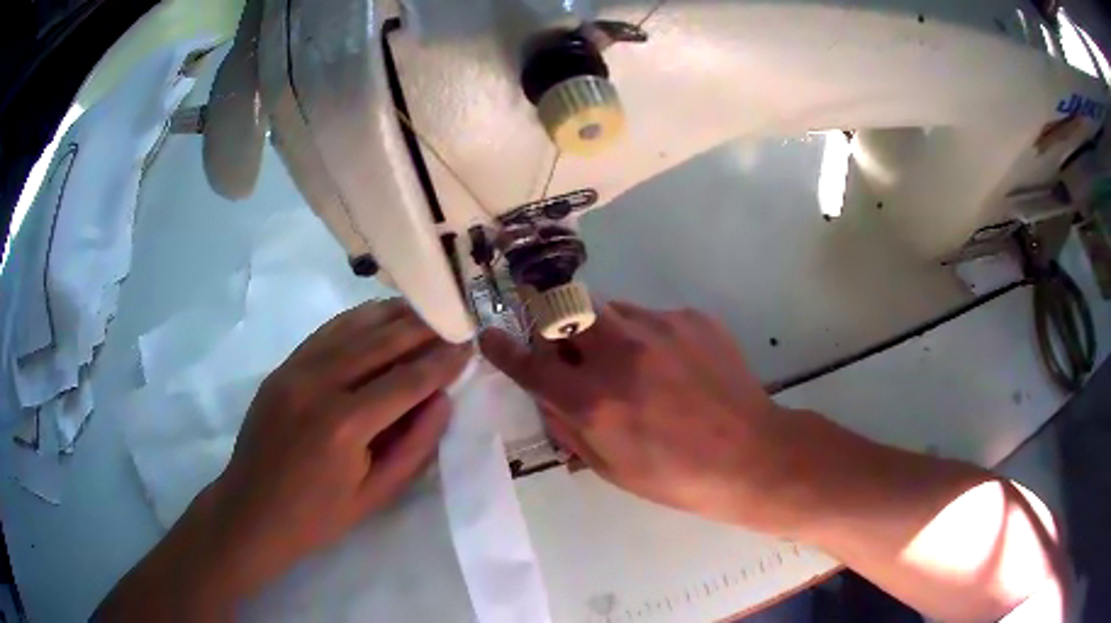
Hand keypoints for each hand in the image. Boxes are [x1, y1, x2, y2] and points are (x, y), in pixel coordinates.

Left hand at [210, 299, 469, 596]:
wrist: (252, 511)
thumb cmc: (318, 516)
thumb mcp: (376, 494)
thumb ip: (415, 446)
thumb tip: (442, 400)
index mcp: (344, 426)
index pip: (406, 381)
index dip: (441, 362)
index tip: (468, 346)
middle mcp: (319, 385)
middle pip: (381, 342)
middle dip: (422, 328)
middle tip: (453, 318)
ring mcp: (295, 370)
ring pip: (352, 328)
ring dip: (392, 315)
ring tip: (423, 310)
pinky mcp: (283, 367)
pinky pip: (326, 333)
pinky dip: (357, 321)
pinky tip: (378, 318)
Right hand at [480, 301, 816, 528]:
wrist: (751, 455)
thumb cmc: (677, 476)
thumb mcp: (610, 468)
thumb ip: (568, 427)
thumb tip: (547, 393)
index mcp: (595, 401)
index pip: (530, 364)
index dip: (503, 349)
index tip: (491, 336)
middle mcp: (621, 353)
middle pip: (565, 310)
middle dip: (558, 326)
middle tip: (575, 350)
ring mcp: (659, 328)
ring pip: (609, 310)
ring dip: (605, 332)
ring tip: (635, 365)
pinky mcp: (692, 317)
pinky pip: (651, 316)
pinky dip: (648, 337)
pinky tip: (675, 367)